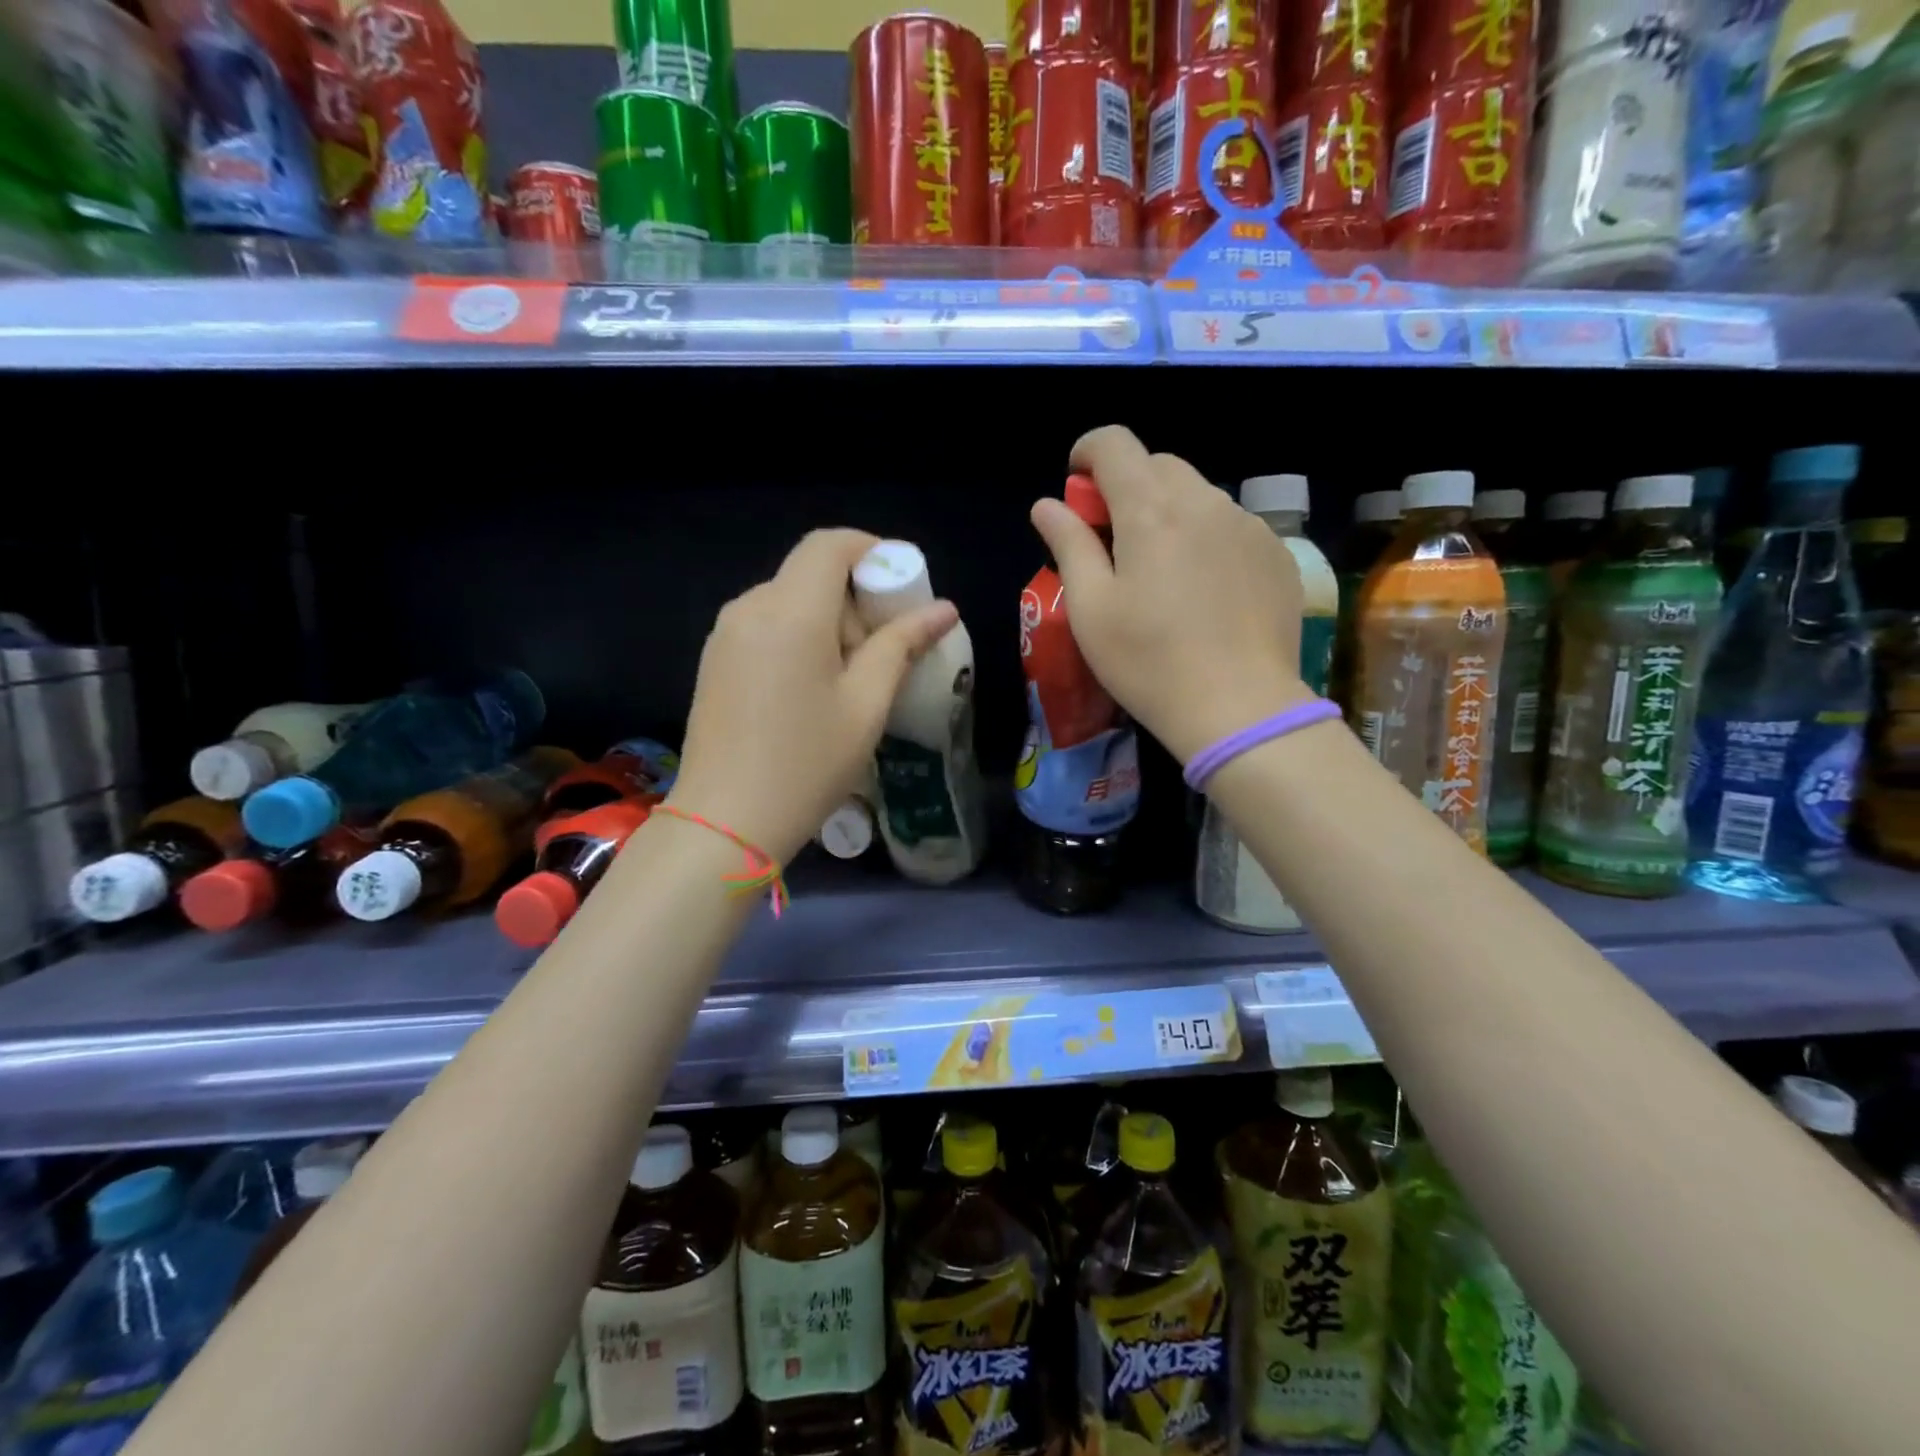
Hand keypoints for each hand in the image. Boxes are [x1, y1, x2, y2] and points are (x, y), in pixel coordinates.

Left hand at [669, 529, 957, 865]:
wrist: (725, 822)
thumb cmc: (807, 763)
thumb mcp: (866, 705)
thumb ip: (902, 645)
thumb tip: (943, 609)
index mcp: (791, 611)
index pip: (830, 544)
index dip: (871, 550)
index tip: (901, 586)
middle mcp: (750, 607)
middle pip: (810, 573)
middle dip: (854, 597)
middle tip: (883, 649)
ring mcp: (725, 634)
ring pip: (788, 600)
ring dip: (827, 620)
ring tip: (850, 678)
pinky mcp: (715, 660)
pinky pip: (765, 625)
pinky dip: (798, 636)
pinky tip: (811, 690)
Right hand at [1031, 426, 1311, 763]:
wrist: (1240, 708)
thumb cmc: (1148, 662)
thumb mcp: (1092, 608)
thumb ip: (1069, 545)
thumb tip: (1047, 505)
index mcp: (1151, 510)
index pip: (1115, 444)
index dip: (1088, 453)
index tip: (1077, 485)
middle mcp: (1205, 502)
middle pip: (1158, 466)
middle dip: (1127, 486)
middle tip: (1112, 539)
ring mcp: (1248, 526)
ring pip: (1198, 495)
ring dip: (1169, 513)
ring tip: (1161, 572)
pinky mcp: (1276, 554)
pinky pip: (1232, 526)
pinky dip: (1206, 538)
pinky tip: (1203, 591)